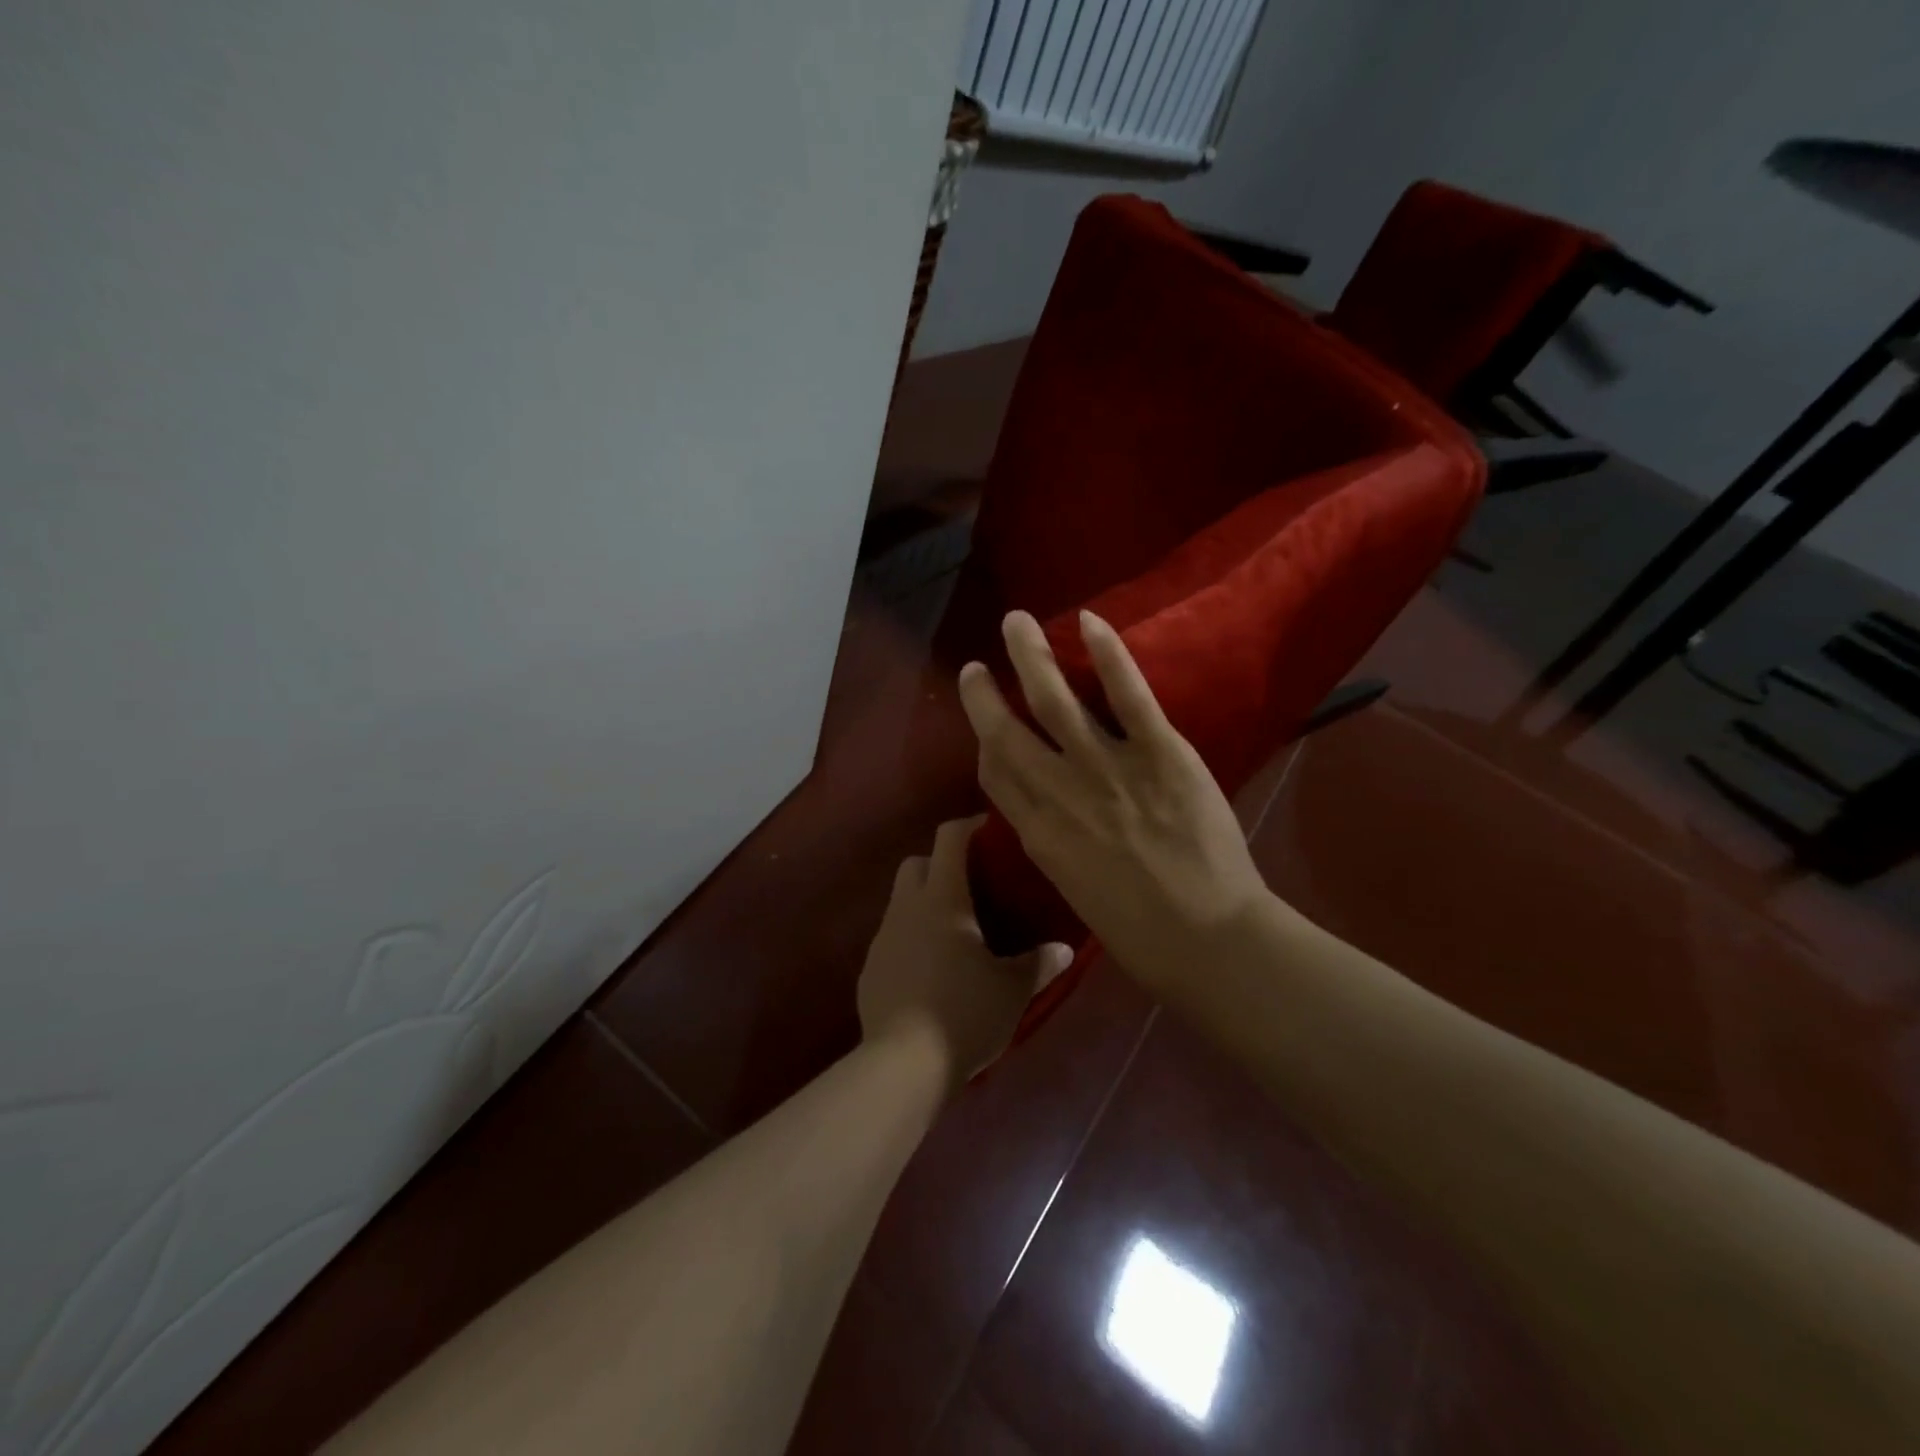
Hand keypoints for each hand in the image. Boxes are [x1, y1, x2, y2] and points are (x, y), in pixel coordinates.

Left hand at [857, 816, 1072, 1083]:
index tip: (987, 829)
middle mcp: (907, 908)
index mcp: (943, 899)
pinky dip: (910, 938)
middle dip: (939, 862)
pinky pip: (892, 937)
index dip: (968, 826)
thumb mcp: (1012, 990)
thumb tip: (1064, 951)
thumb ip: (1039, 964)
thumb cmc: (965, 1013)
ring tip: (953, 931)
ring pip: (900, 900)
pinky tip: (930, 969)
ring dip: (924, 902)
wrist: (904, 1064)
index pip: (949, 840)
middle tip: (969, 884)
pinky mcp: (870, 968)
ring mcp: (883, 937)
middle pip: (916, 862)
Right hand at [956, 610, 1270, 988]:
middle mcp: (1061, 794)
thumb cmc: (1140, 933)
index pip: (995, 774)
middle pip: (1006, 731)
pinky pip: (1128, 695)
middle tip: (976, 665)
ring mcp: (1108, 769)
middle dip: (985, 694)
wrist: (1209, 941)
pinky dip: (1108, 655)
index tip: (986, 722)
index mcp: (1038, 835)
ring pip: (1055, 701)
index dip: (985, 743)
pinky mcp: (1160, 754)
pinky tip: (1089, 622)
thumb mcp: (1074, 891)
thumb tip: (1044, 809)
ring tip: (1016, 622)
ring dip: (1031, 656)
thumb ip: (1053, 843)